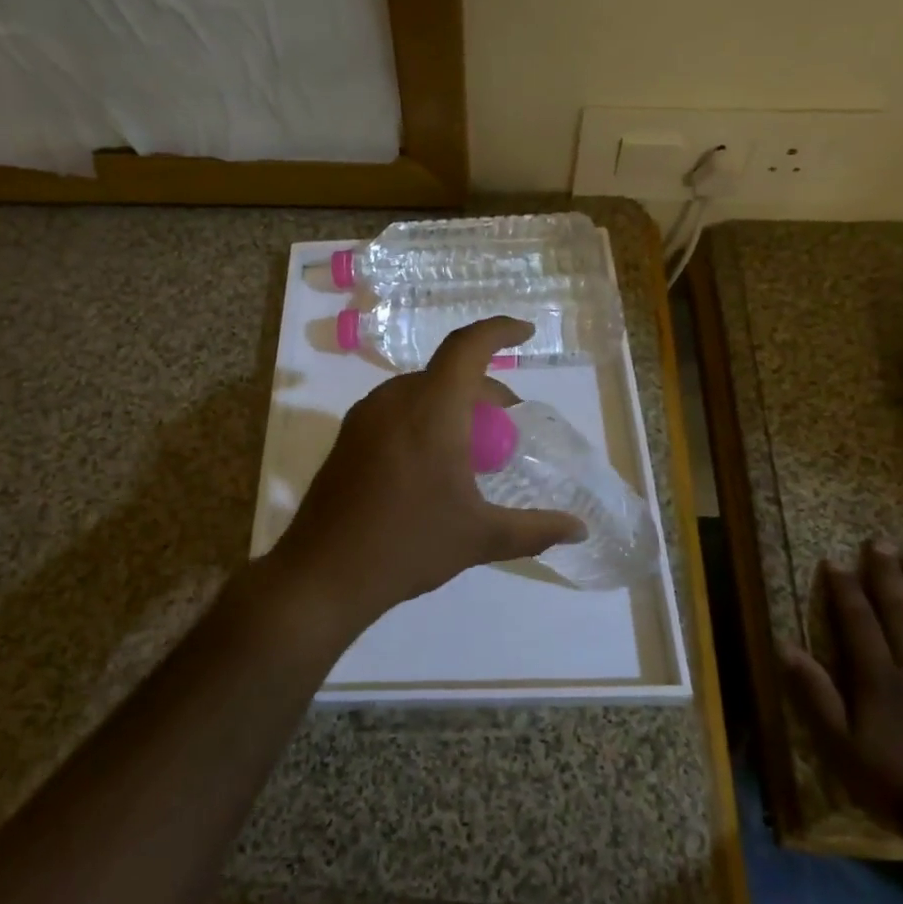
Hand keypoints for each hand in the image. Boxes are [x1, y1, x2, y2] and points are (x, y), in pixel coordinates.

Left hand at [269, 316, 585, 633]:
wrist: (324, 573)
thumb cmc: (409, 544)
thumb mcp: (480, 537)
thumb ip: (534, 529)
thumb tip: (579, 528)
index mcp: (430, 408)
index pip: (468, 347)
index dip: (499, 330)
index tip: (525, 333)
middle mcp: (394, 400)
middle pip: (447, 373)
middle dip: (483, 387)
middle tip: (507, 424)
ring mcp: (364, 417)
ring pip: (420, 391)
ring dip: (453, 404)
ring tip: (472, 446)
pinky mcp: (347, 438)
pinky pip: (396, 409)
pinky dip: (425, 417)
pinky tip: (433, 462)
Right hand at [782, 541, 902, 840]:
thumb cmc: (895, 783)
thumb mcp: (840, 746)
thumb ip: (815, 694)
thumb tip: (785, 646)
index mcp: (878, 678)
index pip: (858, 622)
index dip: (845, 590)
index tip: (835, 561)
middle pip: (900, 613)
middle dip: (887, 575)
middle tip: (880, 542)